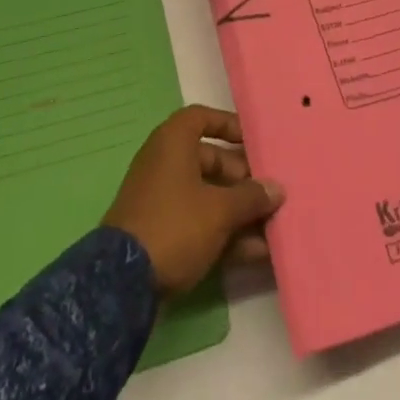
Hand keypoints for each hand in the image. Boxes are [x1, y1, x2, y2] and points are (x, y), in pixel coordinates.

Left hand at [103, 106, 284, 294]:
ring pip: (207, 196)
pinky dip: (223, 232)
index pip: (203, 118)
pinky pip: (198, 222)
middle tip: (269, 193)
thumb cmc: (175, 225)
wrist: (122, 281)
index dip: (229, 125)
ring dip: (237, 211)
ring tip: (272, 227)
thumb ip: (251, 198)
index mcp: (173, 142)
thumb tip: (277, 189)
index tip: (254, 141)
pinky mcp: (160, 232)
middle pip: (210, 160)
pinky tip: (255, 253)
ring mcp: (161, 199)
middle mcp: (165, 163)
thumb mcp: (219, 210)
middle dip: (242, 178)